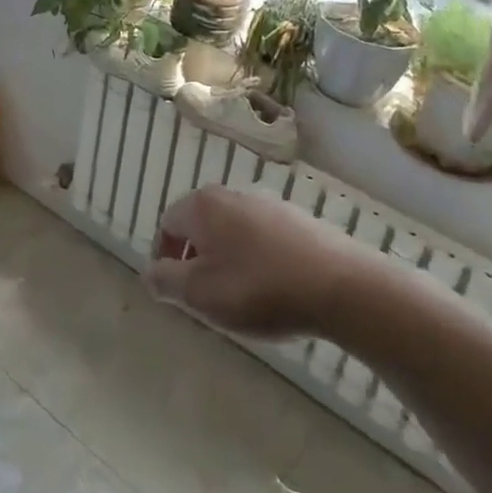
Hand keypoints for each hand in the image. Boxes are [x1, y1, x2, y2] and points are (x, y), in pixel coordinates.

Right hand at [145, 185, 350, 338]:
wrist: (342, 288)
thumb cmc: (259, 289)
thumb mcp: (200, 294)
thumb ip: (165, 281)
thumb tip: (149, 272)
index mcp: (203, 206)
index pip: (166, 224)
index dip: (164, 259)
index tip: (176, 291)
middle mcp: (232, 195)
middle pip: (200, 226)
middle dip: (196, 259)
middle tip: (206, 297)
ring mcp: (270, 204)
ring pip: (232, 232)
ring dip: (227, 260)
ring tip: (241, 298)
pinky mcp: (300, 220)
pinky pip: (264, 239)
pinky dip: (258, 260)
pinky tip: (273, 289)